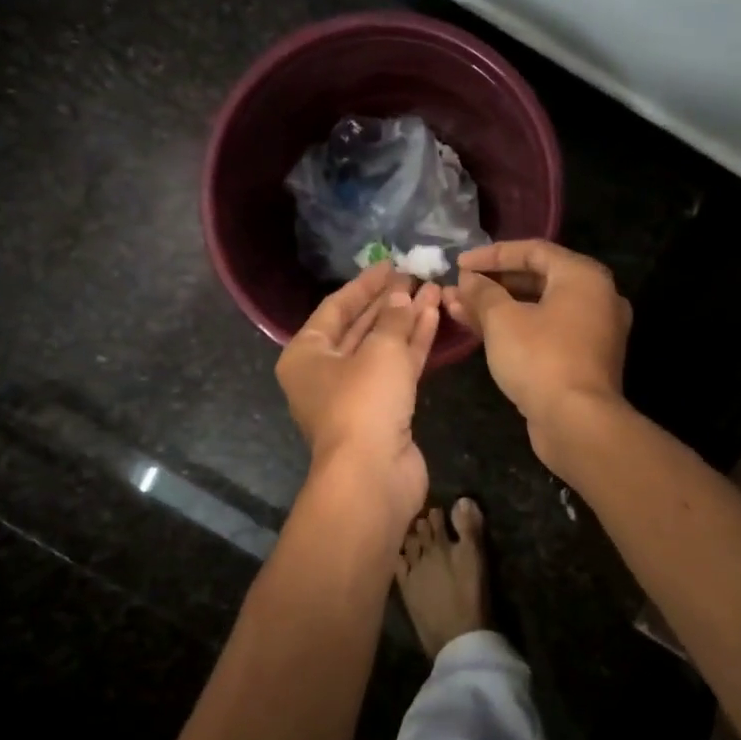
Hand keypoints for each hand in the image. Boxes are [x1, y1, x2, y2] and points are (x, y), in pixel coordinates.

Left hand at [277, 263, 441, 525]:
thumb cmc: (363, 402)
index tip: (390, 264)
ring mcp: (355, 393)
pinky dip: (414, 345)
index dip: (364, 284)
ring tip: (433, 290)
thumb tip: (402, 297)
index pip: (336, 307)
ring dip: (406, 320)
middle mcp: (325, 372)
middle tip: (415, 276)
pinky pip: (397, 369)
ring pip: (382, 348)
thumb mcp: (379, 351)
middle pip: (359, 326)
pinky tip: (434, 318)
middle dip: (388, 302)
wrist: (372, 475)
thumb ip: (393, 318)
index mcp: (306, 354)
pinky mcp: (383, 410)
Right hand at [443, 240, 631, 451]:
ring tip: (459, 309)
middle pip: (538, 279)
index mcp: (584, 276)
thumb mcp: (502, 320)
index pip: (533, 250)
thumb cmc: (540, 359)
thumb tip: (466, 280)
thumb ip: (482, 293)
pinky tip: (482, 332)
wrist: (577, 423)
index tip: (459, 264)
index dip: (492, 255)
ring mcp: (594, 331)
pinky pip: (547, 332)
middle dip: (493, 284)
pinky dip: (518, 328)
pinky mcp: (586, 360)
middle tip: (460, 287)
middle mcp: (597, 298)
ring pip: (540, 308)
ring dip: (500, 308)